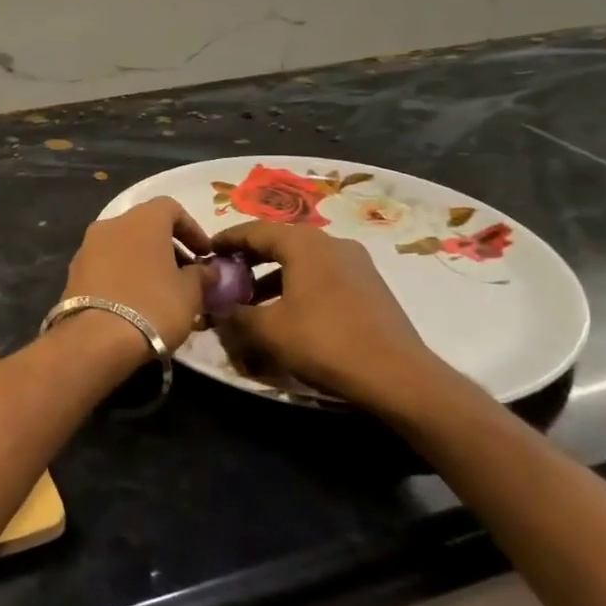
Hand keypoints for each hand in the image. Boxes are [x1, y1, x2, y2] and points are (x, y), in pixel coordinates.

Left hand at [62, 198, 210, 352]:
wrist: (97, 338)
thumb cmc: (153, 305)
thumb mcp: (190, 293)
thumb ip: (201, 275)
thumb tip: (207, 270)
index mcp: (142, 219)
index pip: (170, 208)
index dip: (191, 229)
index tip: (204, 254)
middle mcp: (111, 224)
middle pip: (144, 227)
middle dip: (167, 248)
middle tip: (185, 275)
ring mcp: (87, 247)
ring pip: (123, 246)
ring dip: (143, 262)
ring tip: (161, 292)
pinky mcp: (73, 272)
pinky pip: (105, 265)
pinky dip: (122, 275)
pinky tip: (134, 301)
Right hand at [211, 221, 444, 413]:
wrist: (398, 375)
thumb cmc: (324, 342)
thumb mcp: (268, 331)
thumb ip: (235, 315)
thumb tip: (217, 309)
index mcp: (304, 243)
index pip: (255, 230)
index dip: (227, 240)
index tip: (207, 250)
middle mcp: (331, 243)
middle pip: (281, 242)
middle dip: (251, 259)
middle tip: (228, 276)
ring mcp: (356, 263)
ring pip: (303, 261)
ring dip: (274, 276)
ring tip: (254, 302)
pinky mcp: (370, 286)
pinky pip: (323, 276)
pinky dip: (299, 286)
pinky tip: (290, 314)